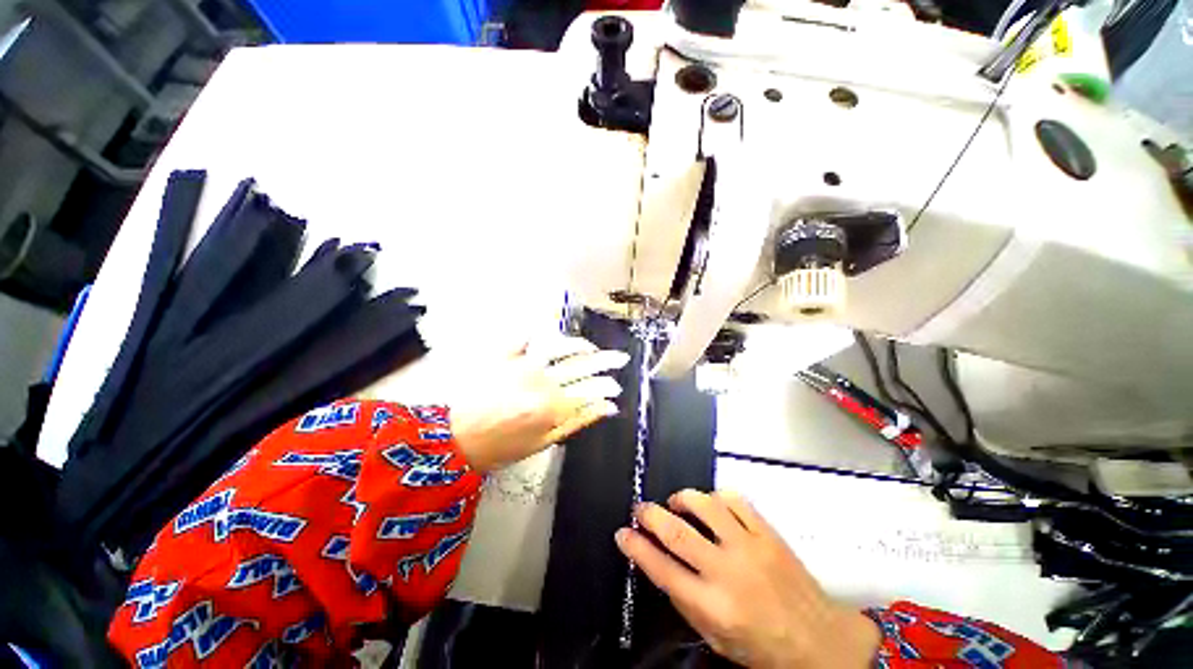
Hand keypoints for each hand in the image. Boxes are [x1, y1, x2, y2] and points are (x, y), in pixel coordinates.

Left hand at [450, 334, 629, 471]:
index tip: (617, 386)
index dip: (607, 387)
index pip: (591, 390)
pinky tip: (551, 329)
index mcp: (553, 406)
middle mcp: (543, 380)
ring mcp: (522, 364)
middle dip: (605, 361)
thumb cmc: (500, 447)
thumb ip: (579, 421)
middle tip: (620, 357)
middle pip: (581, 366)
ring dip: (580, 345)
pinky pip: (525, 336)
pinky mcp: (504, 355)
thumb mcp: (544, 442)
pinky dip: (539, 330)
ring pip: (560, 346)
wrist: (453, 439)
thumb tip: (609, 408)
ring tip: (591, 347)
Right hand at [615, 490, 880, 668]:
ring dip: (682, 498)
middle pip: (677, 532)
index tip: (623, 534)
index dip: (636, 548)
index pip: (662, 569)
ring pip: (705, 505)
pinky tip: (711, 504)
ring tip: (676, 503)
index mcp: (714, 607)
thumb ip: (687, 603)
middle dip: (650, 514)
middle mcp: (728, 572)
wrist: (820, 642)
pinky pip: (734, 499)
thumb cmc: (765, 649)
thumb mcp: (717, 639)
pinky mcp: (768, 533)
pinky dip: (715, 496)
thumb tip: (661, 565)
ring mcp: (750, 547)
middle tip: (640, 509)